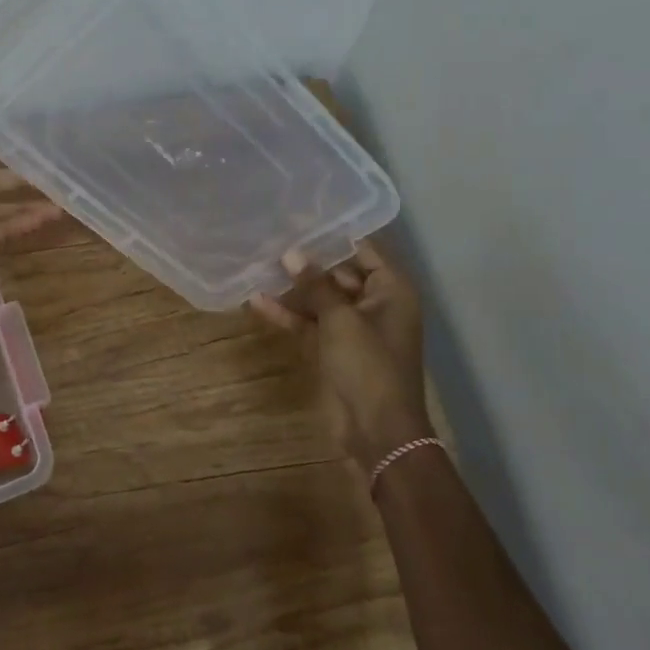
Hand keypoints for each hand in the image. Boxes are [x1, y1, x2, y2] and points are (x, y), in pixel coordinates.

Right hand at [250, 240, 434, 471]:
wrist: (378, 432)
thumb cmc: (369, 366)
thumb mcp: (341, 320)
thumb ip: (316, 285)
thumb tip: (292, 253)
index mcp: (391, 290)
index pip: (364, 249)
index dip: (333, 234)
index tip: (299, 217)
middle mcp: (376, 303)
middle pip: (340, 272)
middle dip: (308, 260)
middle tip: (272, 239)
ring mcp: (354, 328)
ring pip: (321, 299)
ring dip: (294, 289)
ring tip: (259, 265)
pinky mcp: (335, 349)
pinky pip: (311, 324)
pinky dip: (289, 316)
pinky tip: (257, 302)